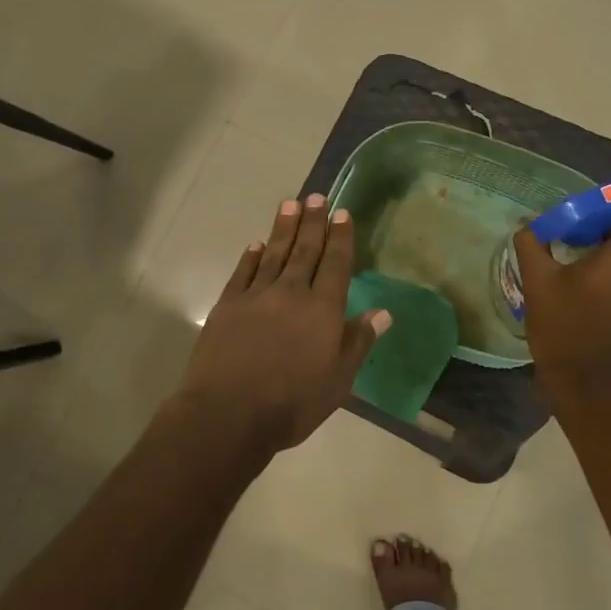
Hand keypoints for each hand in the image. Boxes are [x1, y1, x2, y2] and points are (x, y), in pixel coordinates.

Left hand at [175, 195, 390, 452]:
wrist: (229, 413)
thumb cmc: (292, 403)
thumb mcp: (338, 380)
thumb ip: (358, 342)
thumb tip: (383, 312)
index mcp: (322, 309)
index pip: (335, 264)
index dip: (340, 238)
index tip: (342, 213)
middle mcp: (291, 292)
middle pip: (305, 250)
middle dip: (313, 222)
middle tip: (317, 196)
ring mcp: (256, 295)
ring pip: (274, 254)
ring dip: (283, 229)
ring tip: (290, 205)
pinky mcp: (227, 305)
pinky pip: (243, 272)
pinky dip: (251, 256)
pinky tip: (256, 244)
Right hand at [513, 197, 610, 409]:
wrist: (582, 384)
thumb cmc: (564, 327)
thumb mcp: (538, 282)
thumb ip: (533, 245)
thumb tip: (529, 224)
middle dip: (607, 218)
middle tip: (572, 216)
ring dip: (602, 244)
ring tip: (565, 246)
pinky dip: (604, 266)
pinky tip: (571, 275)